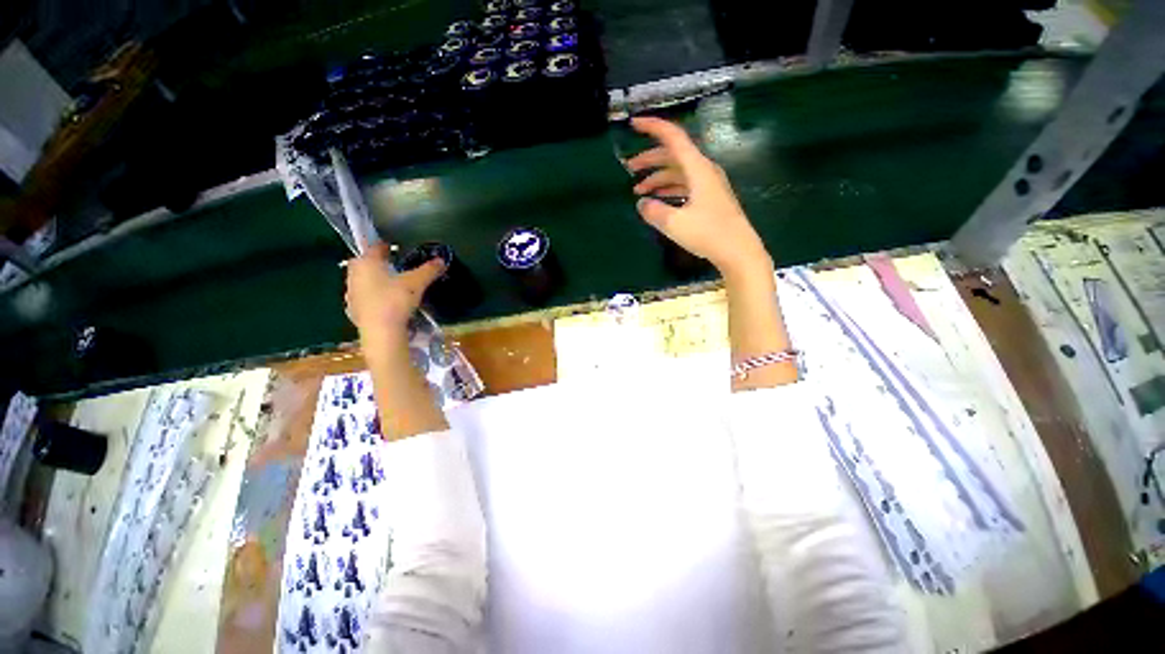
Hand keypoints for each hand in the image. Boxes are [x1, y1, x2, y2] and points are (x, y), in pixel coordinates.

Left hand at [345, 243, 444, 341]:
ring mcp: (351, 293)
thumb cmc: (395, 300)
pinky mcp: (353, 310)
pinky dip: (373, 296)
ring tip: (391, 285)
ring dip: (374, 280)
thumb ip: (428, 270)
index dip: (385, 246)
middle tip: (393, 265)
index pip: (374, 247)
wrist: (381, 332)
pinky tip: (384, 302)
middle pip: (365, 263)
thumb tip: (442, 260)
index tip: (394, 247)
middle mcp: (354, 275)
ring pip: (362, 281)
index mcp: (366, 263)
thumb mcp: (416, 283)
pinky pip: (364, 297)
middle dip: (377, 263)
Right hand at [626, 116, 771, 278]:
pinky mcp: (710, 198)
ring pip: (678, 172)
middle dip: (650, 159)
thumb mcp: (674, 223)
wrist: (738, 251)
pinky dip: (669, 188)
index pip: (673, 138)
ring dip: (658, 177)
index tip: (634, 124)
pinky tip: (658, 200)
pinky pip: (685, 185)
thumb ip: (653, 211)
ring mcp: (708, 185)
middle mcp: (704, 171)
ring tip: (638, 190)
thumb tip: (642, 203)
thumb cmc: (708, 234)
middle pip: (673, 155)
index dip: (653, 128)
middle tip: (629, 169)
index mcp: (697, 168)